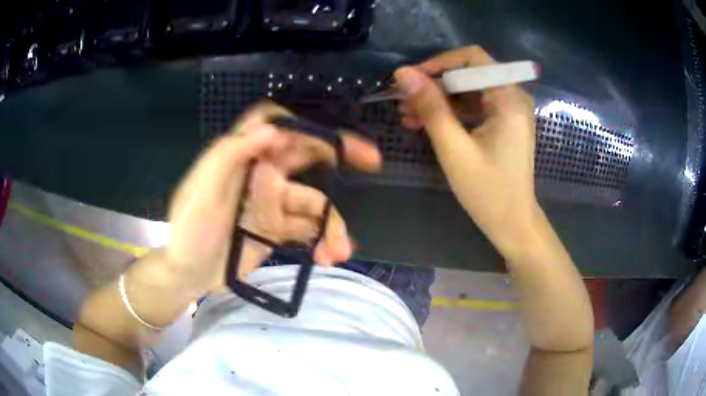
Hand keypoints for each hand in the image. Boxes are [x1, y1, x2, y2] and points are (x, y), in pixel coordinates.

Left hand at [165, 102, 380, 295]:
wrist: (188, 275)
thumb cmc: (188, 232)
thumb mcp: (201, 193)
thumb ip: (229, 156)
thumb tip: (272, 129)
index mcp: (241, 158)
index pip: (274, 126)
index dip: (302, 125)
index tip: (326, 138)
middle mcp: (260, 174)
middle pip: (304, 154)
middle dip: (340, 155)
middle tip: (373, 161)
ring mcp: (272, 203)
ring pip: (313, 202)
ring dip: (330, 225)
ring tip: (339, 252)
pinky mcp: (277, 229)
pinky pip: (308, 229)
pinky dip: (321, 242)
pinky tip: (329, 258)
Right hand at [394, 46, 537, 259]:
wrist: (513, 224)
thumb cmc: (488, 191)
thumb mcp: (455, 149)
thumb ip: (431, 107)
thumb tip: (403, 73)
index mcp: (508, 98)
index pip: (472, 58)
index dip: (438, 63)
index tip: (410, 80)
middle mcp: (512, 97)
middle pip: (469, 74)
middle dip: (434, 85)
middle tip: (403, 102)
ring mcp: (508, 110)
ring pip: (468, 91)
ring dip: (438, 100)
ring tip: (407, 115)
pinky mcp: (503, 123)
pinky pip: (473, 107)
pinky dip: (450, 113)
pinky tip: (424, 124)